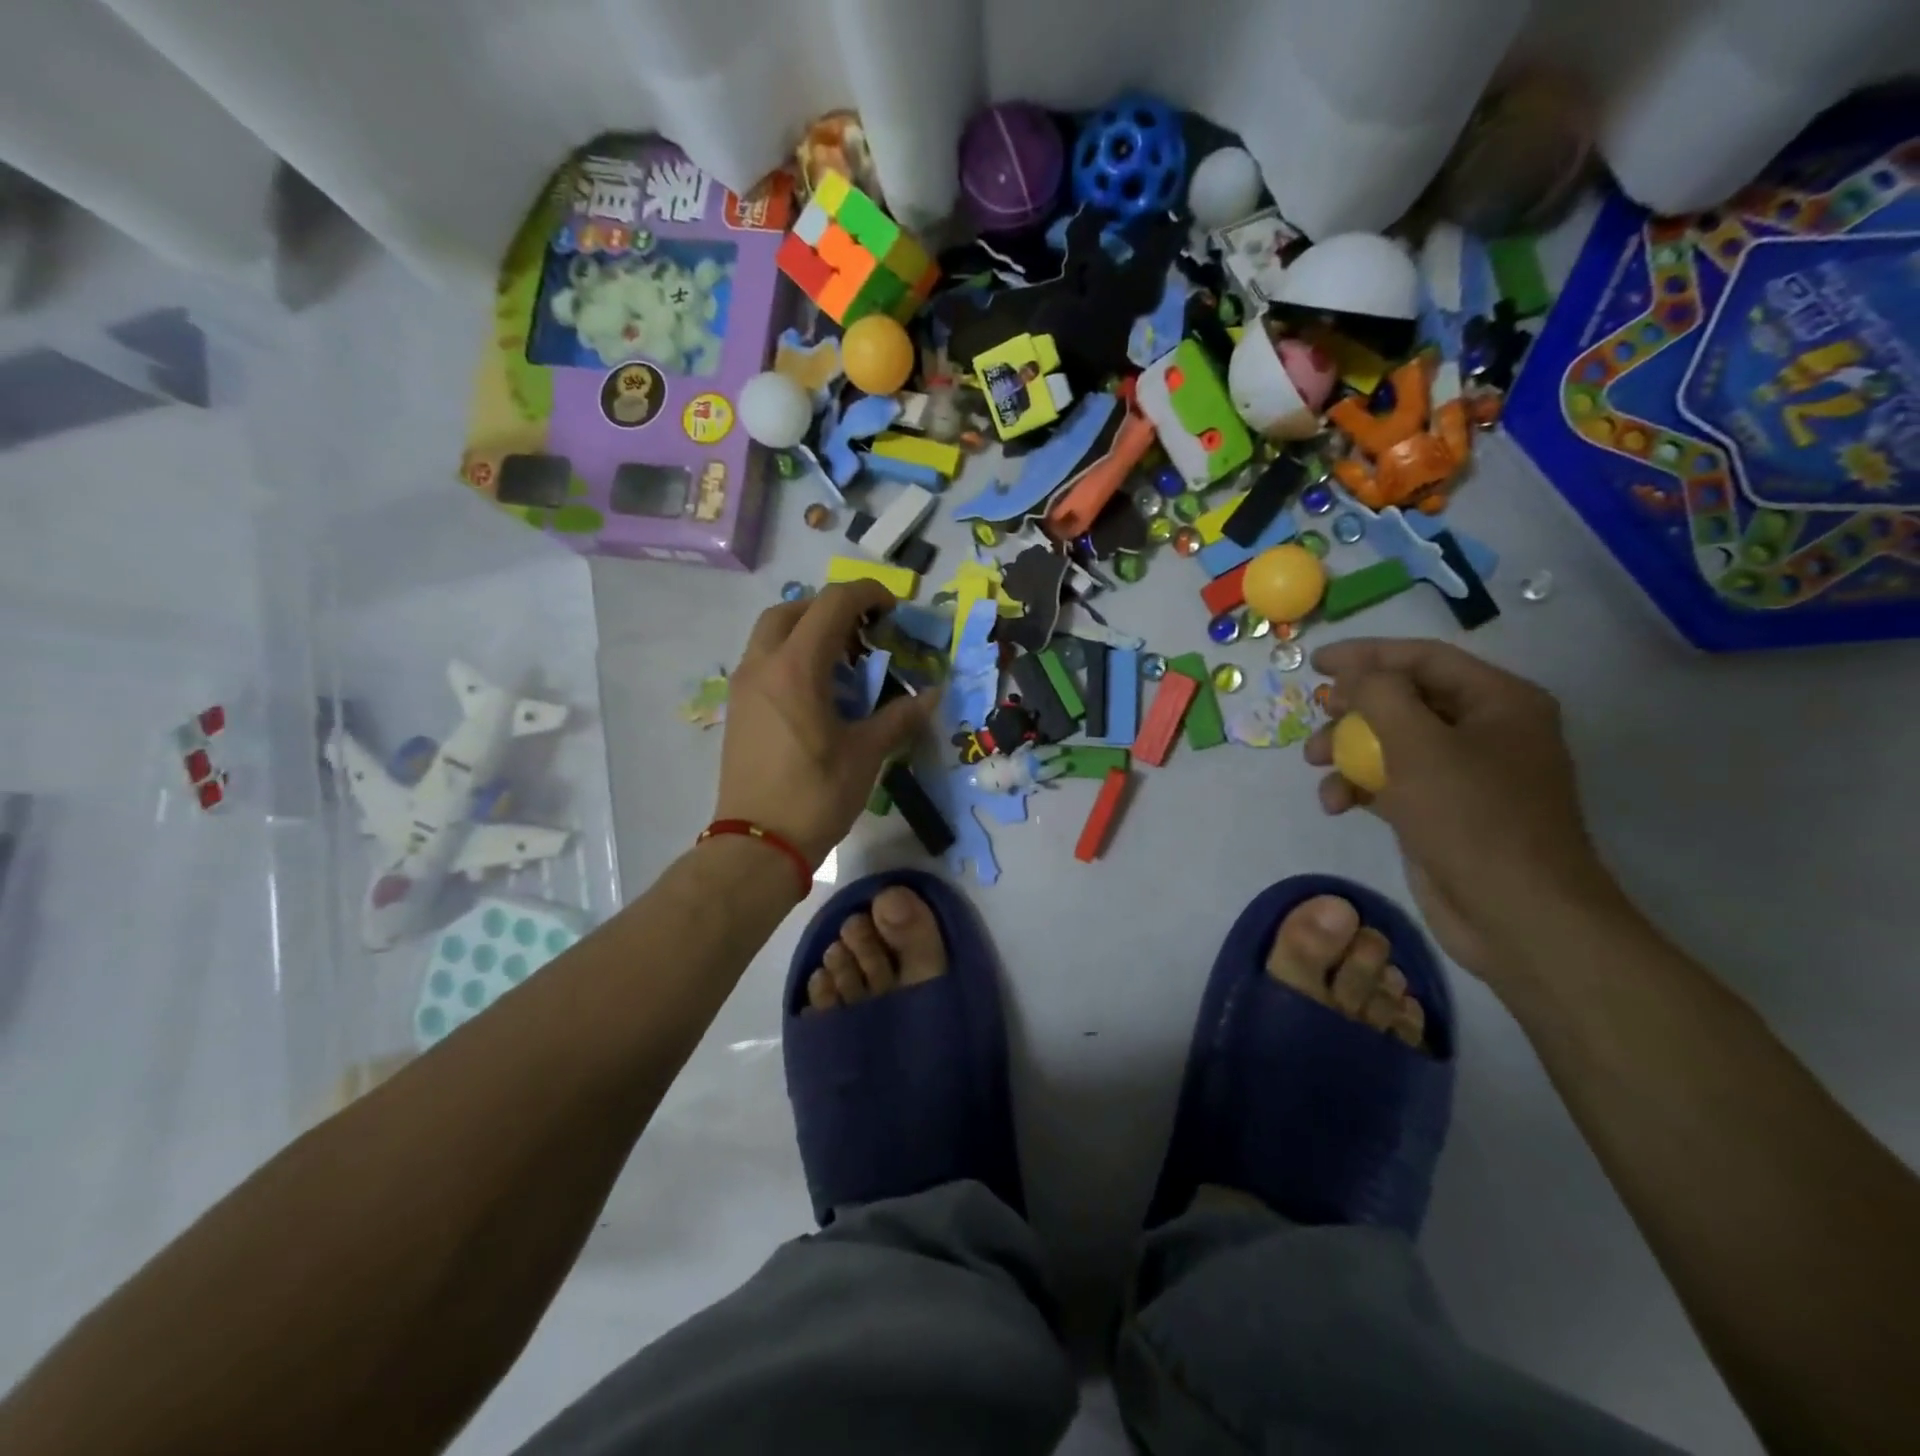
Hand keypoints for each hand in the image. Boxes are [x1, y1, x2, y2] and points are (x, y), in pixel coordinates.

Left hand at [714, 581, 937, 867]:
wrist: (757, 845)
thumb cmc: (815, 795)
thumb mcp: (866, 754)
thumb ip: (899, 717)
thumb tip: (932, 695)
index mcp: (796, 668)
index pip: (832, 604)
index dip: (867, 594)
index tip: (893, 610)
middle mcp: (763, 665)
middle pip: (794, 610)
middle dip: (832, 609)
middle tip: (864, 632)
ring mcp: (744, 686)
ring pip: (772, 633)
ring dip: (808, 631)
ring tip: (843, 662)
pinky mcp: (738, 708)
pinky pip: (764, 660)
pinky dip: (791, 656)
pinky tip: (817, 691)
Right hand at [1305, 638, 1624, 982]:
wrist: (1516, 915)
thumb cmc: (1472, 818)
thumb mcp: (1418, 746)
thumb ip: (1380, 695)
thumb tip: (1353, 674)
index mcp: (1499, 702)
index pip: (1423, 658)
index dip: (1366, 655)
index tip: (1316, 662)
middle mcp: (1486, 730)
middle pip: (1404, 699)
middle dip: (1353, 709)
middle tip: (1317, 716)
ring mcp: (1465, 774)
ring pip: (1391, 742)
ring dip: (1347, 750)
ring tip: (1315, 765)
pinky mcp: (1442, 811)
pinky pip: (1392, 781)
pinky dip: (1360, 786)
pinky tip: (1335, 804)